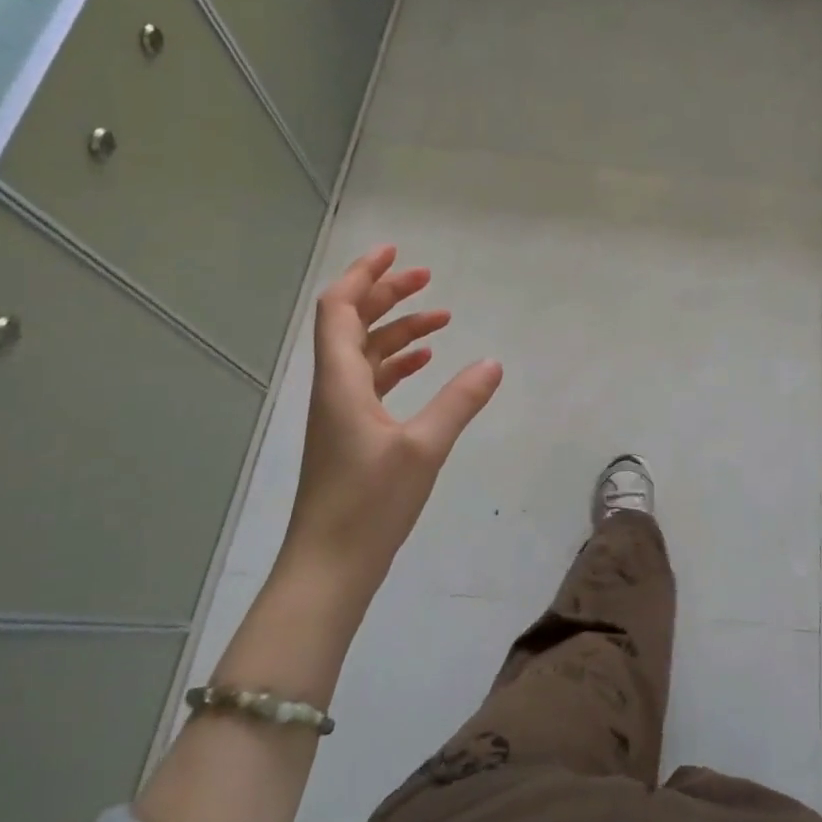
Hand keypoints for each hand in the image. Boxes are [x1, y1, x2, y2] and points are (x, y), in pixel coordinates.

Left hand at [287, 245, 502, 572]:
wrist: (329, 569)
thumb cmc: (369, 504)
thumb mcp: (424, 447)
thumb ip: (460, 401)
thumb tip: (493, 362)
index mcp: (340, 381)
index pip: (340, 308)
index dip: (364, 274)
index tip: (395, 252)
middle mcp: (334, 389)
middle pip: (352, 324)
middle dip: (387, 295)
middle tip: (427, 279)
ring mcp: (341, 414)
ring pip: (365, 353)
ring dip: (397, 331)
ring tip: (441, 320)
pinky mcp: (351, 436)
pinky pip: (372, 382)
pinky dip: (397, 364)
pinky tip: (424, 364)